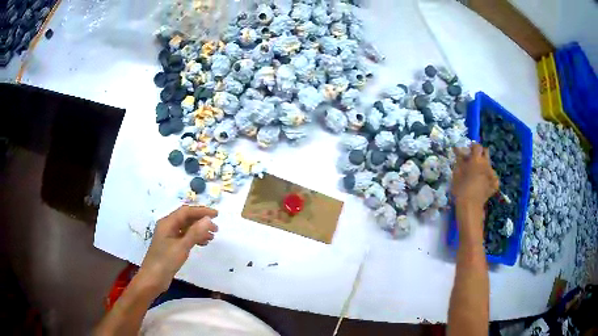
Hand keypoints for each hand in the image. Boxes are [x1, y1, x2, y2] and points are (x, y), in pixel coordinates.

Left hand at [137, 205, 217, 294]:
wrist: (153, 279)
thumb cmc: (165, 261)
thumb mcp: (181, 246)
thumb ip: (195, 232)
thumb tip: (208, 219)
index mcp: (167, 223)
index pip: (186, 211)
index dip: (202, 211)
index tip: (217, 215)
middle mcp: (167, 227)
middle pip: (186, 218)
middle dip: (201, 221)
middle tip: (216, 228)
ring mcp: (169, 236)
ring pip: (186, 228)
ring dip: (199, 230)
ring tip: (212, 237)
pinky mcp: (171, 246)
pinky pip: (184, 237)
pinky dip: (194, 238)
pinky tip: (203, 243)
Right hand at [451, 143, 498, 213]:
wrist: (470, 206)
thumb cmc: (461, 188)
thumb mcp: (456, 172)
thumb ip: (459, 159)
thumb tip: (458, 149)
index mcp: (477, 159)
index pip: (477, 146)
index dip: (472, 147)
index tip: (468, 151)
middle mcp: (487, 164)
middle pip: (486, 152)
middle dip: (481, 154)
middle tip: (474, 161)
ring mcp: (492, 174)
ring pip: (489, 165)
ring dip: (484, 166)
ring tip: (478, 175)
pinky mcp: (495, 184)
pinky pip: (493, 177)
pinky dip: (489, 178)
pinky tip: (484, 183)